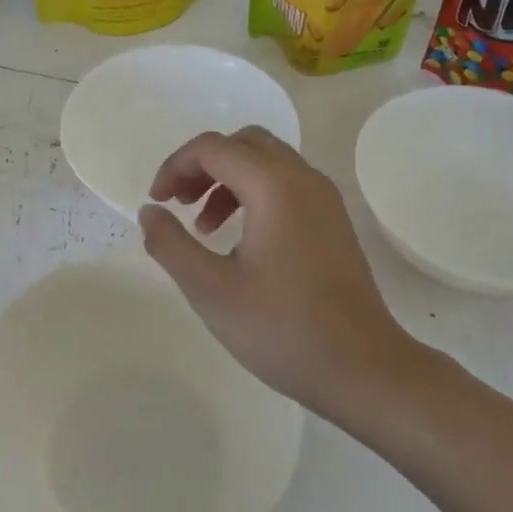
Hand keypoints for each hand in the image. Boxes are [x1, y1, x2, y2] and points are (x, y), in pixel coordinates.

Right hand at [138, 128, 424, 418]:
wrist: (362, 368)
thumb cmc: (281, 329)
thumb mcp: (210, 290)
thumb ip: (171, 244)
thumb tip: (150, 211)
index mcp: (274, 186)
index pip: (213, 148)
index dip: (175, 166)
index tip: (157, 202)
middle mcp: (304, 179)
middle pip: (244, 143)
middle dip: (203, 164)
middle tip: (179, 202)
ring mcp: (325, 199)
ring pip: (268, 162)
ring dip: (228, 179)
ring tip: (204, 227)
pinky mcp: (333, 222)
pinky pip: (287, 185)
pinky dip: (255, 194)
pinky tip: (240, 239)